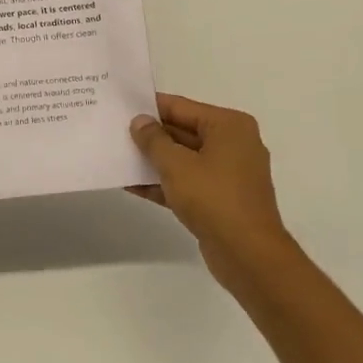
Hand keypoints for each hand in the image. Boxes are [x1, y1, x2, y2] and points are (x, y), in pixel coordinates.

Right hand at [129, 93, 295, 287]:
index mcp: (229, 126)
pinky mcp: (220, 199)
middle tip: (114, 131)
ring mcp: (228, 174)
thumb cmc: (214, 198)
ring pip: (183, 159)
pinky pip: (187, 182)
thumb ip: (153, 140)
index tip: (121, 106)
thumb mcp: (176, 165)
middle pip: (183, 131)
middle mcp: (233, 144)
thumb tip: (139, 121)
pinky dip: (164, 183)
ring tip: (117, 156)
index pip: (181, 107)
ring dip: (153, 160)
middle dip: (150, 135)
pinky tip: (131, 185)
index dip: (150, 107)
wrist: (248, 255)